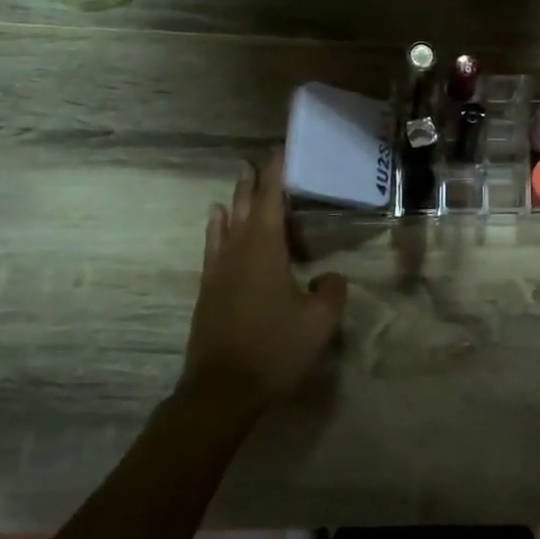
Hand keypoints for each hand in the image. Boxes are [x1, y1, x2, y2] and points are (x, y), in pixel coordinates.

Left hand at [179, 150, 347, 416]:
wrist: (222, 388)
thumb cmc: (274, 348)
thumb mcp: (319, 320)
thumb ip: (331, 291)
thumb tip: (328, 277)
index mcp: (264, 249)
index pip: (270, 199)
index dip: (276, 173)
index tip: (279, 149)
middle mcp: (237, 250)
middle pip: (243, 206)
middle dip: (253, 182)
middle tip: (258, 160)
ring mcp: (217, 270)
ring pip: (225, 223)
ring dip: (234, 200)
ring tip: (239, 182)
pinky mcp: (208, 290)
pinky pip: (213, 244)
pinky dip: (217, 227)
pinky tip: (217, 223)